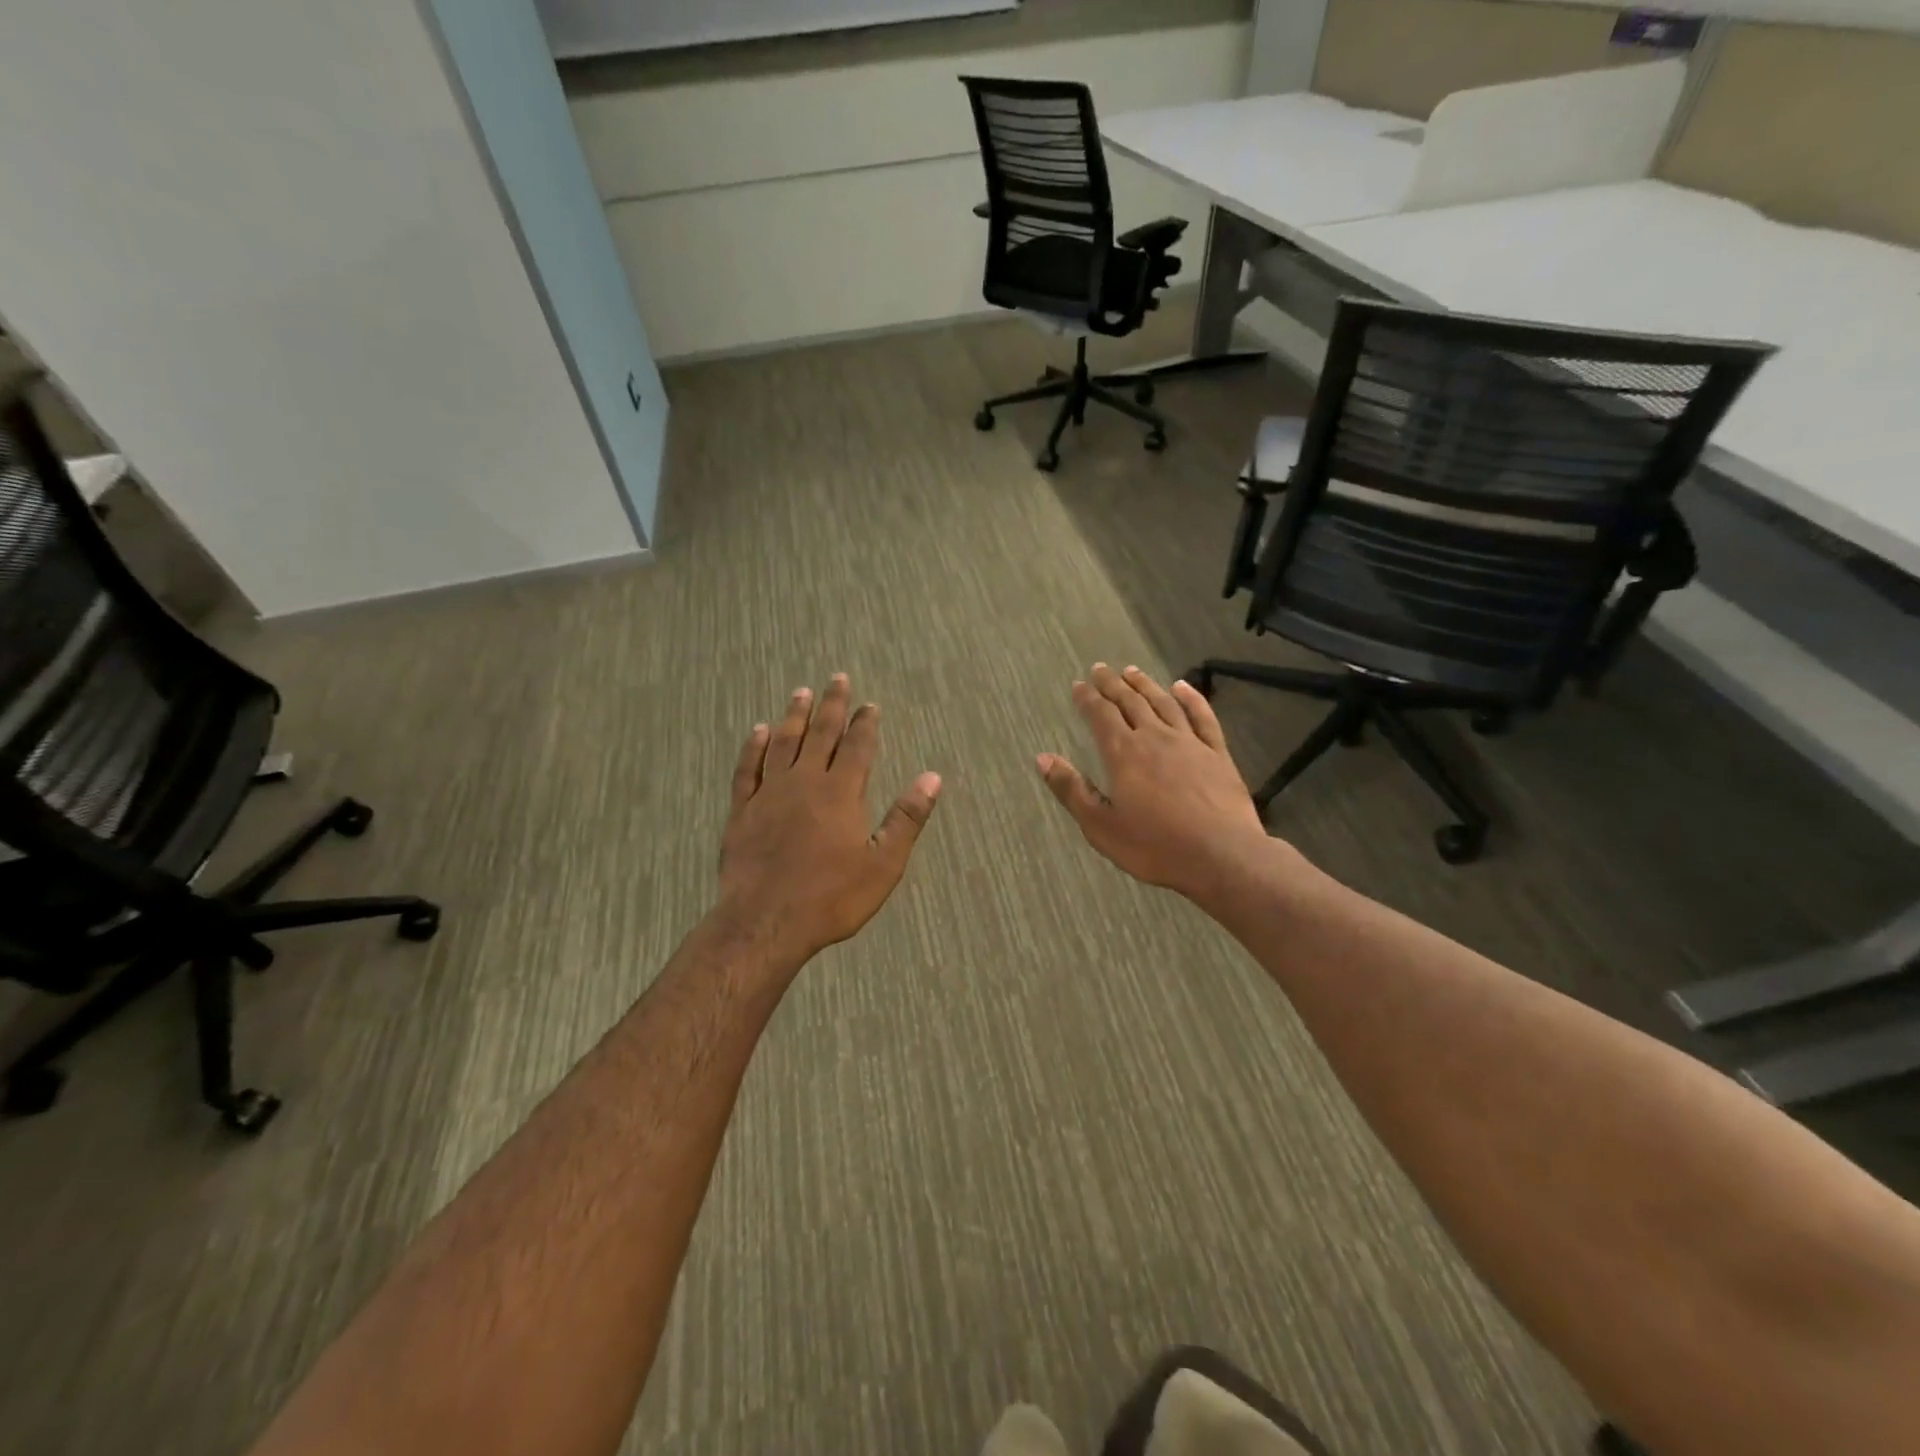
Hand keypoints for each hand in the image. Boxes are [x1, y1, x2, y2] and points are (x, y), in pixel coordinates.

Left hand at [716, 673, 940, 965]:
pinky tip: (758, 731)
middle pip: (820, 734)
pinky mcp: (743, 810)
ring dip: (794, 716)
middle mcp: (805, 782)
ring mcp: (770, 793)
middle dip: (832, 706)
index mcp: (841, 792)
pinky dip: (754, 747)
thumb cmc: (832, 897)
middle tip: (838, 679)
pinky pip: (748, 768)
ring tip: (802, 693)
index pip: (857, 746)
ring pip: (783, 743)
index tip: (870, 705)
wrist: (766, 922)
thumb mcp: (883, 864)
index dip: (865, 723)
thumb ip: (907, 818)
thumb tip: (932, 777)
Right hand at [1037, 663, 1277, 903]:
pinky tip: (1182, 687)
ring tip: (1132, 671)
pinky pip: (1202, 717)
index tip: (1078, 685)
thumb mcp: (1101, 826)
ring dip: (1145, 685)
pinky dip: (1191, 698)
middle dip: (1112, 684)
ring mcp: (1190, 743)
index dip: (1087, 699)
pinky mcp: (1217, 754)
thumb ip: (1071, 789)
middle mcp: (1155, 737)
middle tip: (1100, 669)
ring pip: (1163, 703)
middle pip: (1130, 702)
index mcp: (1124, 753)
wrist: (1222, 856)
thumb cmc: (1155, 846)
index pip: (1101, 715)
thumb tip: (1042, 758)